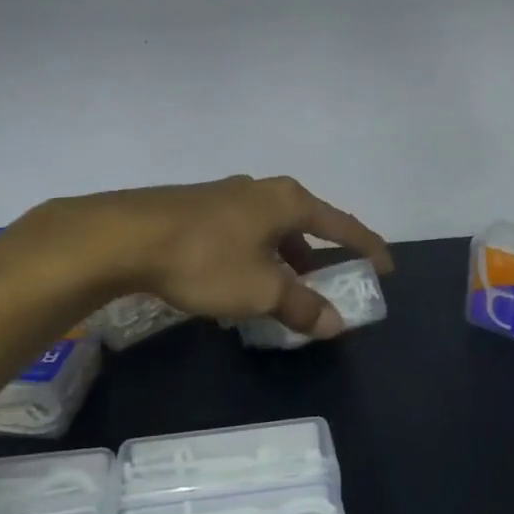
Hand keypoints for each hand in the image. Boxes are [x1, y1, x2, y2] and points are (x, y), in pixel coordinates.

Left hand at [37, 176, 393, 338]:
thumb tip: (336, 323)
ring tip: (286, 289)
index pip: (342, 225)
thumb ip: (302, 306)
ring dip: (286, 259)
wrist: (127, 236)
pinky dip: (257, 256)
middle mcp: (263, 190)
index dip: (366, 247)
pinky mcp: (200, 207)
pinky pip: (245, 233)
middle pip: (307, 224)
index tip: (386, 267)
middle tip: (333, 284)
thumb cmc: (206, 258)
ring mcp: (229, 195)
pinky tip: (242, 280)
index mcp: (288, 201)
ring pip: (272, 229)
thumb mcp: (261, 290)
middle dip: (321, 256)